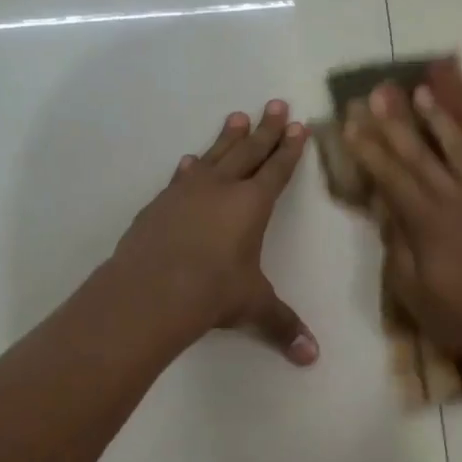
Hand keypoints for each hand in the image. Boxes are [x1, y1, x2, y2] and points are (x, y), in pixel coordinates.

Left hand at [111, 100, 318, 364]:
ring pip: (215, 155)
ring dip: (229, 137)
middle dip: (267, 129)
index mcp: (252, 204)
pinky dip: (191, 167)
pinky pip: (182, 177)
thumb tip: (312, 358)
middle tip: (276, 104)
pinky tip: (191, 160)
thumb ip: (283, 326)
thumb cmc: (212, 292)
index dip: (290, 149)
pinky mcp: (160, 204)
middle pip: (249, 151)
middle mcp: (222, 189)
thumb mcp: (253, 307)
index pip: (277, 170)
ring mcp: (187, 192)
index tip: (299, 126)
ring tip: (238, 116)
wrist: (150, 291)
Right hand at [345, 84, 461, 372]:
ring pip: (459, 149)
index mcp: (426, 222)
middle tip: (379, 93)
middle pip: (419, 155)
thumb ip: (398, 248)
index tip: (352, 124)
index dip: (369, 150)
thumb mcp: (414, 293)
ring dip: (439, 119)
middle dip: (396, 123)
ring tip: (422, 92)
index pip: (390, 177)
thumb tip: (386, 210)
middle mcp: (455, 199)